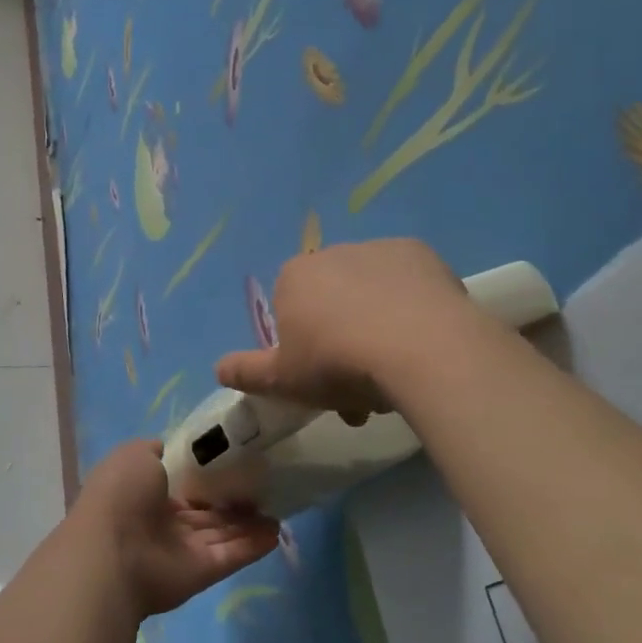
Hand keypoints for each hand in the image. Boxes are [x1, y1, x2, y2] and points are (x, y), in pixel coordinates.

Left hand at [74, 439, 279, 617]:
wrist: (112, 552)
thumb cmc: (121, 494)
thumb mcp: (134, 455)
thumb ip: (155, 450)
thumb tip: (169, 448)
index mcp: (145, 493)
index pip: (182, 484)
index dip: (206, 475)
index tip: (236, 461)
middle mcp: (164, 522)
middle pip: (206, 511)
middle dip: (232, 500)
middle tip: (266, 484)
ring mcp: (182, 550)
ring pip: (222, 533)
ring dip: (249, 523)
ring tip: (279, 508)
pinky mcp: (201, 573)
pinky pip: (231, 555)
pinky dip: (253, 545)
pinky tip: (276, 532)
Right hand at [215, 238, 478, 421]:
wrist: (420, 349)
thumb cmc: (338, 364)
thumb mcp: (283, 380)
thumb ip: (247, 372)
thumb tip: (218, 368)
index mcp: (294, 277)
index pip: (290, 309)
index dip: (303, 348)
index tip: (320, 383)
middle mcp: (333, 253)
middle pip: (333, 303)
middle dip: (343, 344)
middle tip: (361, 392)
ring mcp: (380, 250)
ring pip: (372, 296)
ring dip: (377, 328)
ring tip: (398, 376)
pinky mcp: (423, 255)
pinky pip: (409, 286)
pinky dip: (412, 309)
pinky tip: (423, 341)